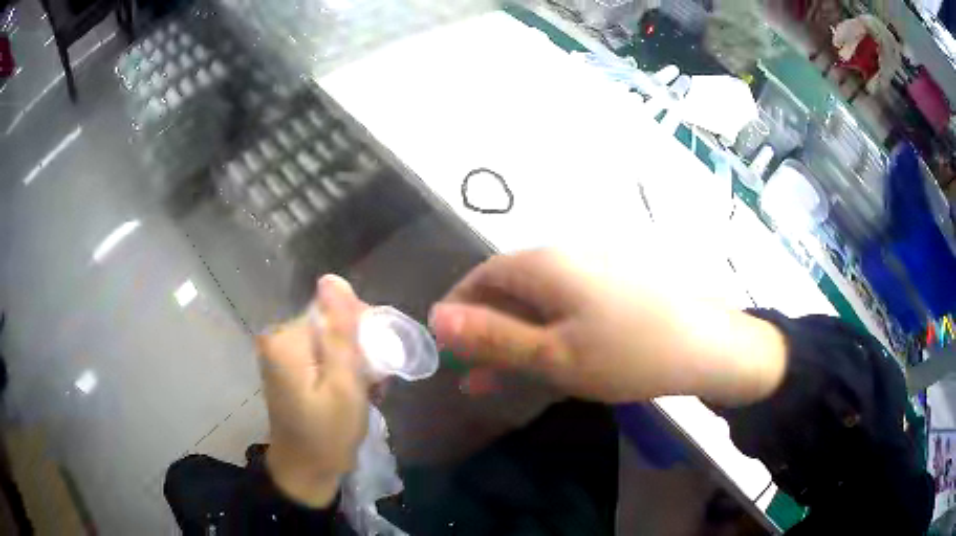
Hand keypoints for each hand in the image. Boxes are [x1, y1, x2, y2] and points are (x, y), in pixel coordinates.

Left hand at [257, 275, 368, 507]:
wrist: (305, 471)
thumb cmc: (328, 434)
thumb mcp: (344, 385)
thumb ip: (341, 332)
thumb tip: (333, 278)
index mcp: (286, 339)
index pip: (334, 310)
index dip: (363, 332)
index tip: (379, 364)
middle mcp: (277, 338)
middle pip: (330, 323)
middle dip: (358, 348)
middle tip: (376, 381)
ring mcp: (279, 352)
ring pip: (329, 339)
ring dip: (353, 361)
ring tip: (368, 390)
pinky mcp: (286, 366)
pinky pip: (320, 353)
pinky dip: (340, 368)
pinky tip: (353, 390)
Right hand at [429, 250, 786, 405]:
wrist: (707, 347)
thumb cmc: (627, 352)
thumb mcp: (553, 354)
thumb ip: (493, 336)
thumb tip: (436, 317)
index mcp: (544, 263)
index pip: (482, 276)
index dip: (458, 309)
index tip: (446, 347)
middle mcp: (565, 257)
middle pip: (508, 290)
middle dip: (484, 331)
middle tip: (470, 372)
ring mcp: (593, 272)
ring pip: (536, 304)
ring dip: (512, 339)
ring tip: (494, 380)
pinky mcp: (613, 289)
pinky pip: (565, 309)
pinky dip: (545, 335)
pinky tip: (542, 364)